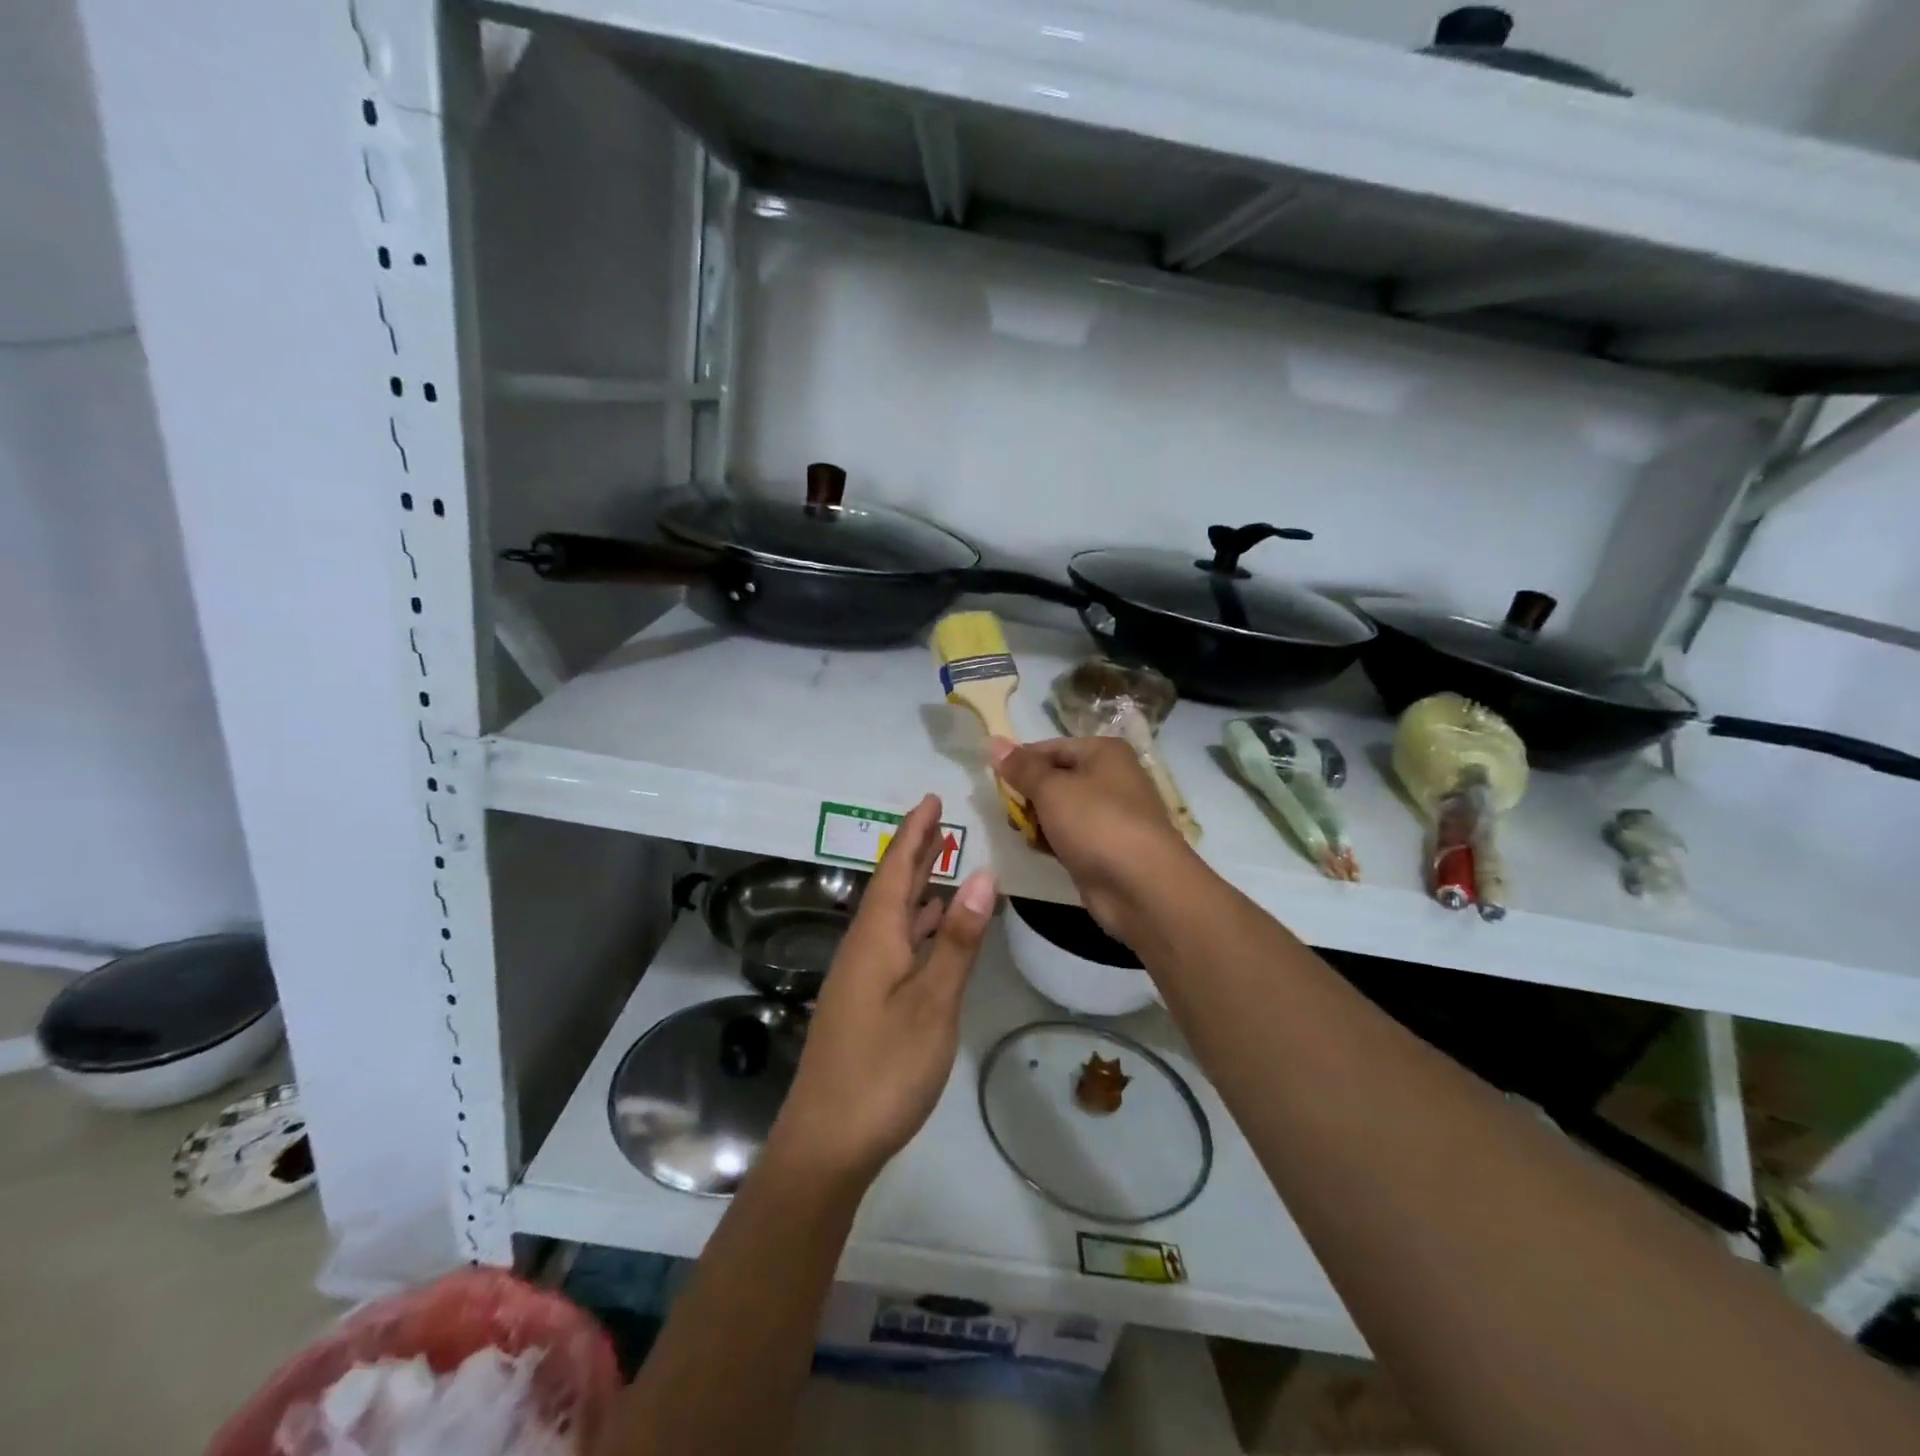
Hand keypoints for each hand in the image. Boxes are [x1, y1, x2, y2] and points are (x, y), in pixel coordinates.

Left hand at [769, 795, 995, 1184]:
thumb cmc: (884, 1069)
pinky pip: (894, 944)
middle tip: (940, 819)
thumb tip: (982, 875)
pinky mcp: (865, 1003)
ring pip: (892, 917)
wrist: (827, 1142)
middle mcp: (863, 948)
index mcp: (874, 938)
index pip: (895, 869)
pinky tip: (932, 931)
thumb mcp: (932, 1003)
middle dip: (915, 852)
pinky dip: (917, 926)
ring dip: (917, 888)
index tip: (932, 800)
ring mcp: (861, 978)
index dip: (915, 833)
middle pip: (891, 887)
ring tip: (945, 864)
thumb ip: (957, 940)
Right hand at [990, 736, 1200, 943]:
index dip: (1020, 762)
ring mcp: (1110, 815)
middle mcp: (1111, 777)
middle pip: (1055, 778)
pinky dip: (1053, 841)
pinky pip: (1070, 836)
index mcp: (1103, 752)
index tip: (992, 780)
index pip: (1050, 747)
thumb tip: (993, 742)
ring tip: (1021, 833)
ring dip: (1038, 820)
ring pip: (1060, 810)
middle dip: (1028, 795)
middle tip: (1008, 812)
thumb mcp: (1051, 789)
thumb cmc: (1096, 823)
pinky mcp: (1105, 847)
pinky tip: (1039, 850)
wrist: (1141, 886)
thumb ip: (1021, 768)